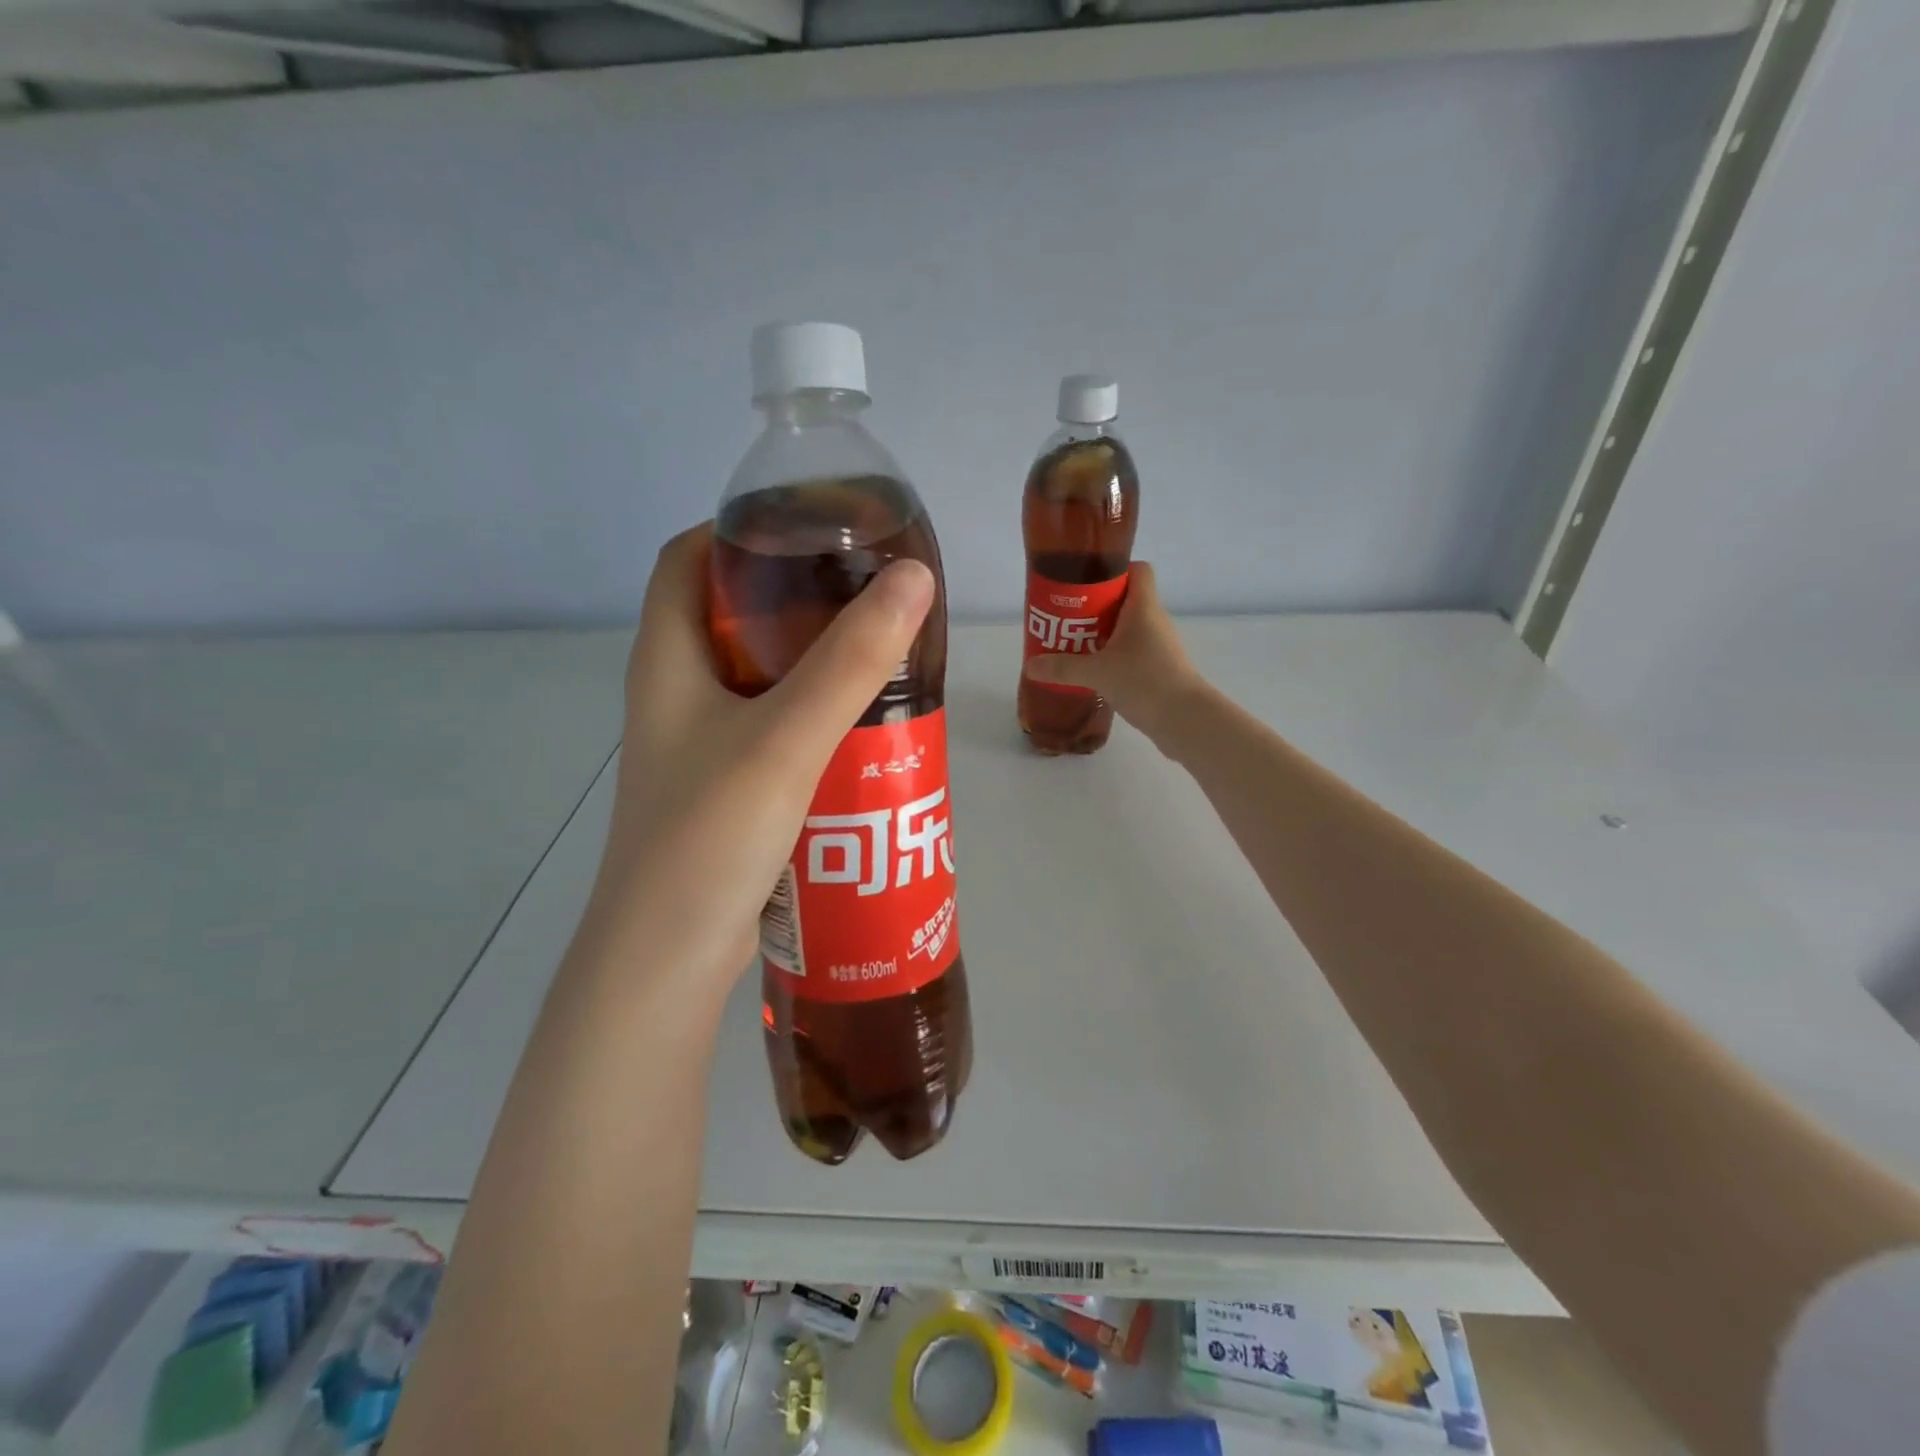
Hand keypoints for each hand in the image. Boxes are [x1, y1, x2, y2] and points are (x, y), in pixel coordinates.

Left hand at [592, 523, 934, 993]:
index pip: (687, 559)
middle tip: (869, 592)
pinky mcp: (725, 789)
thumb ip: (851, 660)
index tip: (813, 525)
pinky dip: (815, 715)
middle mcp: (676, 694)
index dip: (740, 529)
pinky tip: (865, 728)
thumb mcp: (786, 738)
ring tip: (882, 652)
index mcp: (666, 660)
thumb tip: (915, 577)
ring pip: (759, 677)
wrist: (666, 962)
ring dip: (814, 661)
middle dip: (798, 597)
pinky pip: (774, 728)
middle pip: (732, 616)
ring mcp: (699, 745)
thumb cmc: (709, 837)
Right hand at [1022, 562, 1203, 742]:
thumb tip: (1031, 665)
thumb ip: (1063, 668)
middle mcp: (1154, 621)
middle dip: (1095, 607)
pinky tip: (1093, 672)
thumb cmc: (1145, 681)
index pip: (1138, 570)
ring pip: (1127, 629)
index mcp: (1143, 608)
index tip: (1086, 582)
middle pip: (1125, 600)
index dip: (1114, 570)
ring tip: (1073, 645)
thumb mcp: (1097, 673)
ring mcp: (1159, 646)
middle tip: (1066, 618)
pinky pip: (1132, 652)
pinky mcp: (1159, 668)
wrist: (1186, 719)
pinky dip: (1113, 656)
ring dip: (1102, 634)